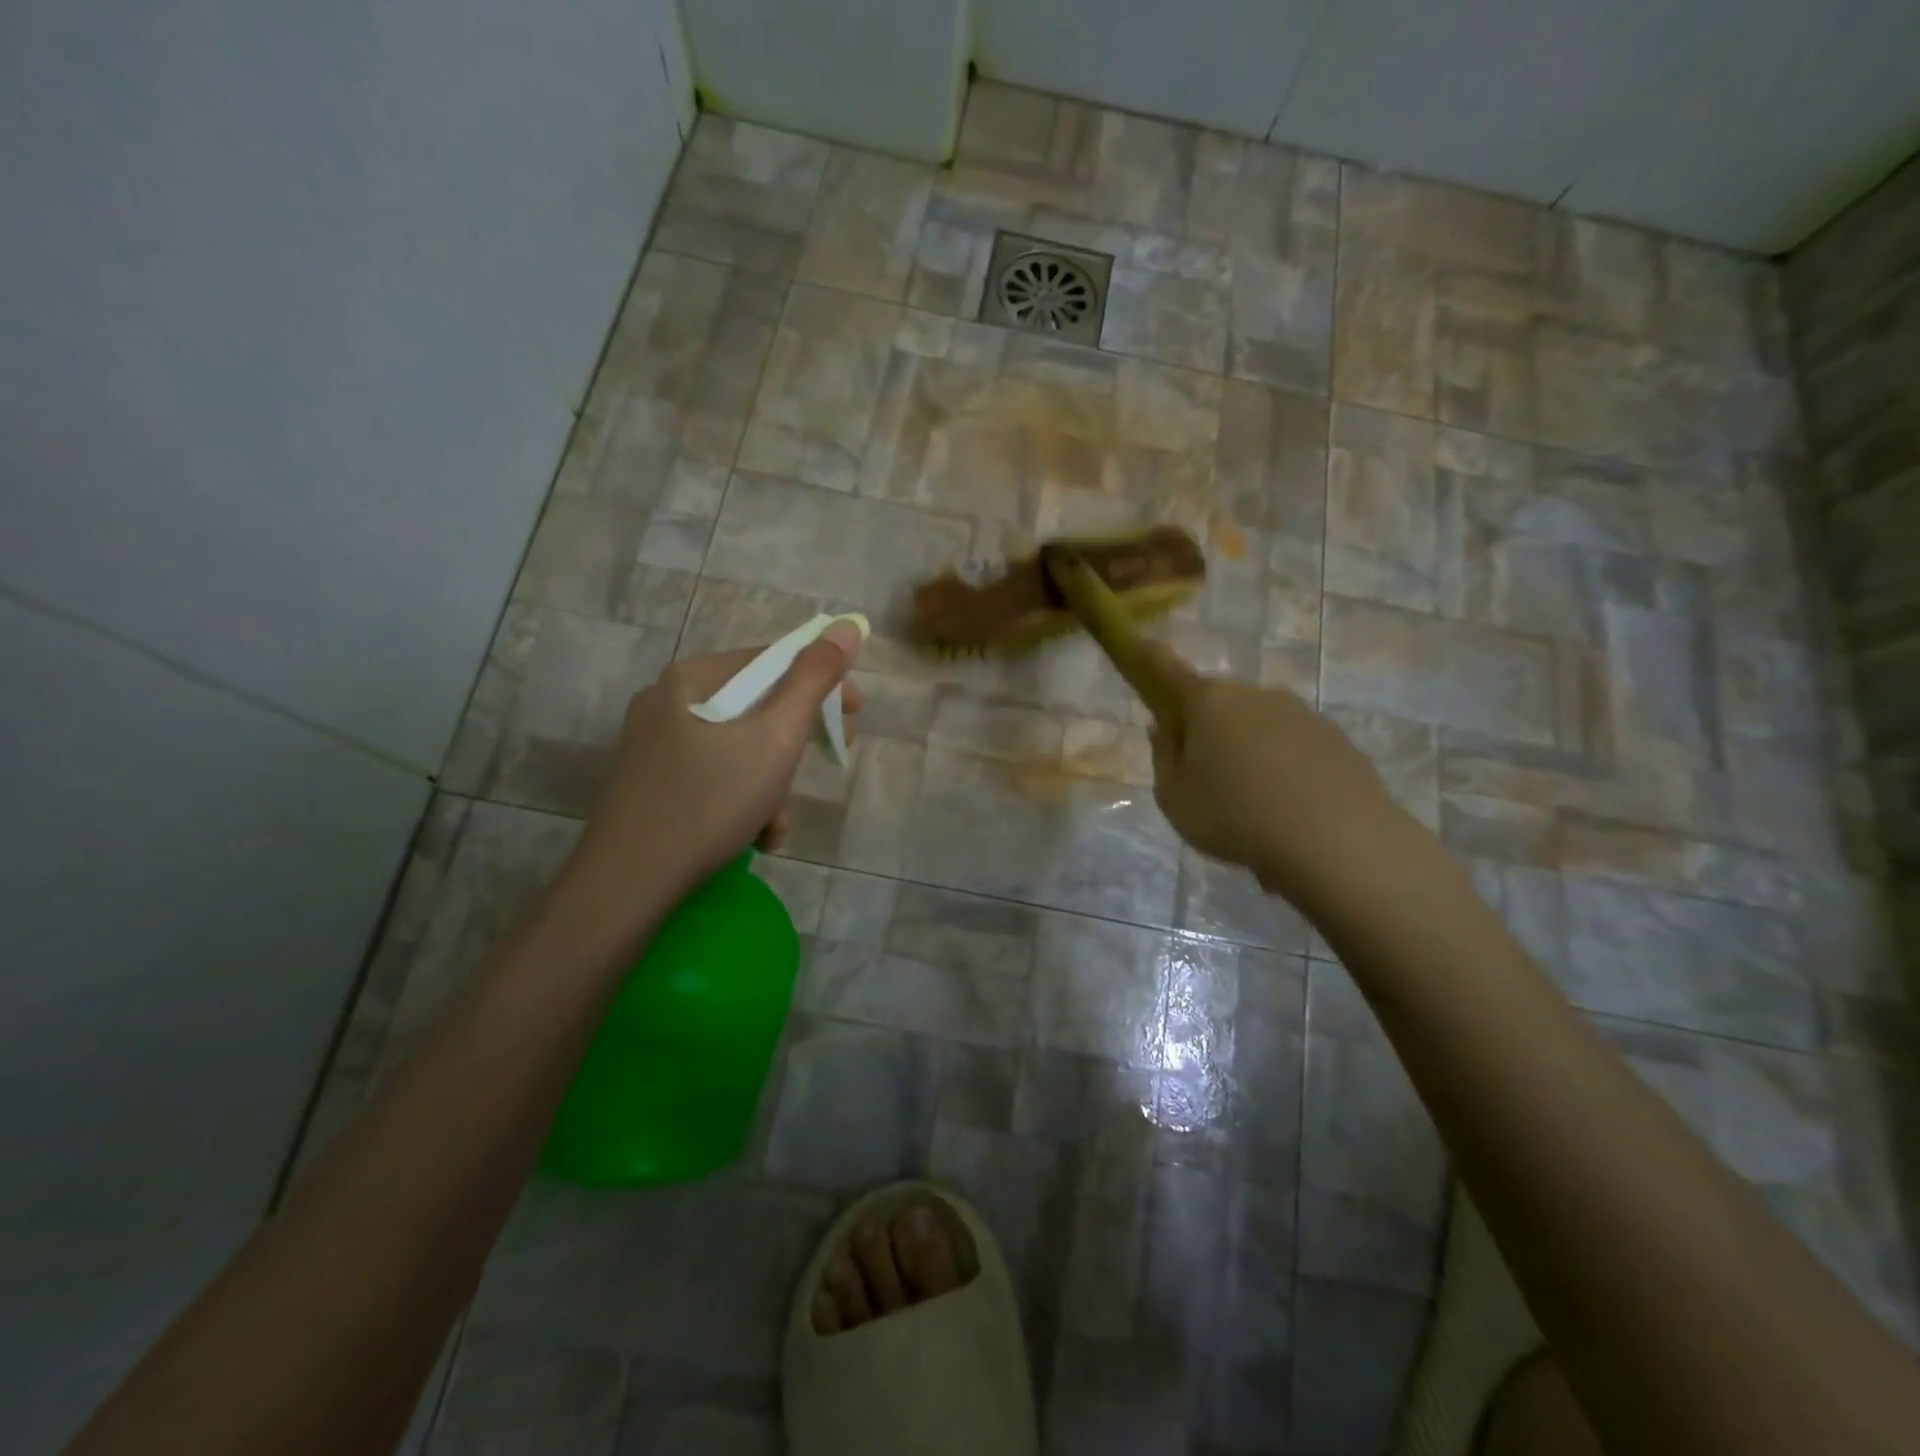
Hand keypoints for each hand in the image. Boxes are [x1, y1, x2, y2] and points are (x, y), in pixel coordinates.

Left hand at [563, 624, 863, 914]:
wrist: (629, 882)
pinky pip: (712, 775)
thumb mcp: (776, 737)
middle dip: (796, 741)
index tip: (855, 715)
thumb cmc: (711, 800)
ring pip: (736, 747)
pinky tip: (754, 836)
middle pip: (754, 706)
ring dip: (771, 782)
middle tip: (829, 759)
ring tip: (778, 823)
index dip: (822, 683)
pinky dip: (741, 799)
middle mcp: (668, 701)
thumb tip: (847, 625)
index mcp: (693, 678)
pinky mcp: (649, 783)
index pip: (772, 661)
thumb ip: (814, 679)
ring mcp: (653, 744)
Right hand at [1141, 641, 1411, 911]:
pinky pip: (1293, 747)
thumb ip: (1165, 758)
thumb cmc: (1236, 818)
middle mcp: (1254, 695)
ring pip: (1258, 726)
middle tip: (1204, 780)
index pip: (1167, 669)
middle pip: (1217, 703)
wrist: (1338, 843)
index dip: (1148, 657)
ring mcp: (1300, 713)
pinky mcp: (1336, 738)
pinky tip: (1289, 812)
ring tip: (1252, 808)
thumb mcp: (1175, 799)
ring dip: (1248, 751)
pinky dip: (1284, 768)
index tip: (1137, 644)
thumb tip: (1168, 728)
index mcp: (1207, 703)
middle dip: (1205, 729)